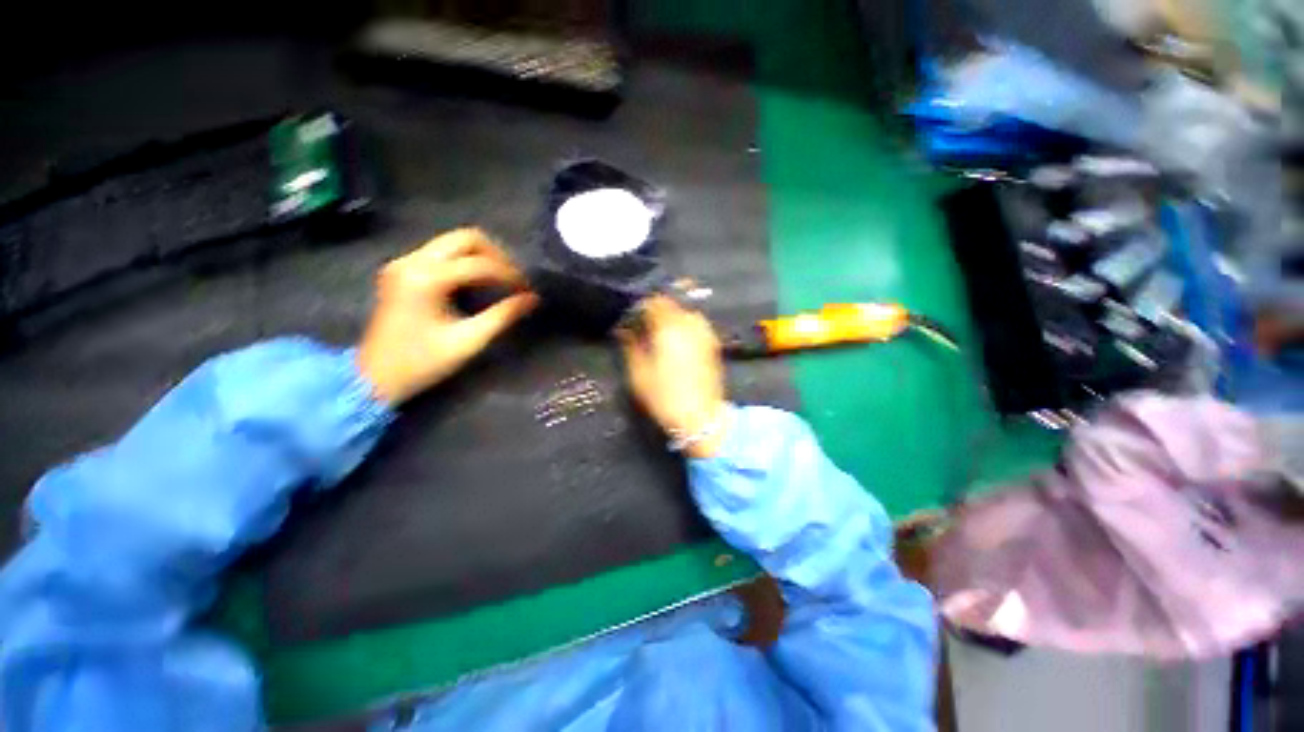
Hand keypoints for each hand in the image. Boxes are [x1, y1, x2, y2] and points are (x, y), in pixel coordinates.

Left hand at [357, 228, 538, 404]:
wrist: (373, 376)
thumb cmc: (422, 362)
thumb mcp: (468, 341)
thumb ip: (502, 316)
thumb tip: (532, 299)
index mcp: (427, 279)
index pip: (480, 264)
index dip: (510, 275)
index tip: (528, 292)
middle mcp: (412, 261)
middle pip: (466, 238)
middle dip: (497, 256)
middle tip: (515, 280)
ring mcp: (404, 262)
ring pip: (453, 242)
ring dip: (482, 257)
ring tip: (502, 280)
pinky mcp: (402, 270)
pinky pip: (442, 253)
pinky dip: (465, 262)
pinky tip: (478, 282)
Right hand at [618, 296, 727, 457]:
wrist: (701, 417)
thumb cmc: (664, 395)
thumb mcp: (639, 373)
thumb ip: (631, 346)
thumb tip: (625, 330)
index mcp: (669, 327)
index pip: (655, 302)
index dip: (642, 305)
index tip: (633, 316)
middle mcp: (690, 323)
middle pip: (673, 303)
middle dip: (658, 309)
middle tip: (646, 324)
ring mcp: (705, 333)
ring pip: (687, 312)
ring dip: (674, 316)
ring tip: (663, 332)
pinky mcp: (714, 344)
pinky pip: (697, 325)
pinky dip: (686, 326)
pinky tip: (679, 341)